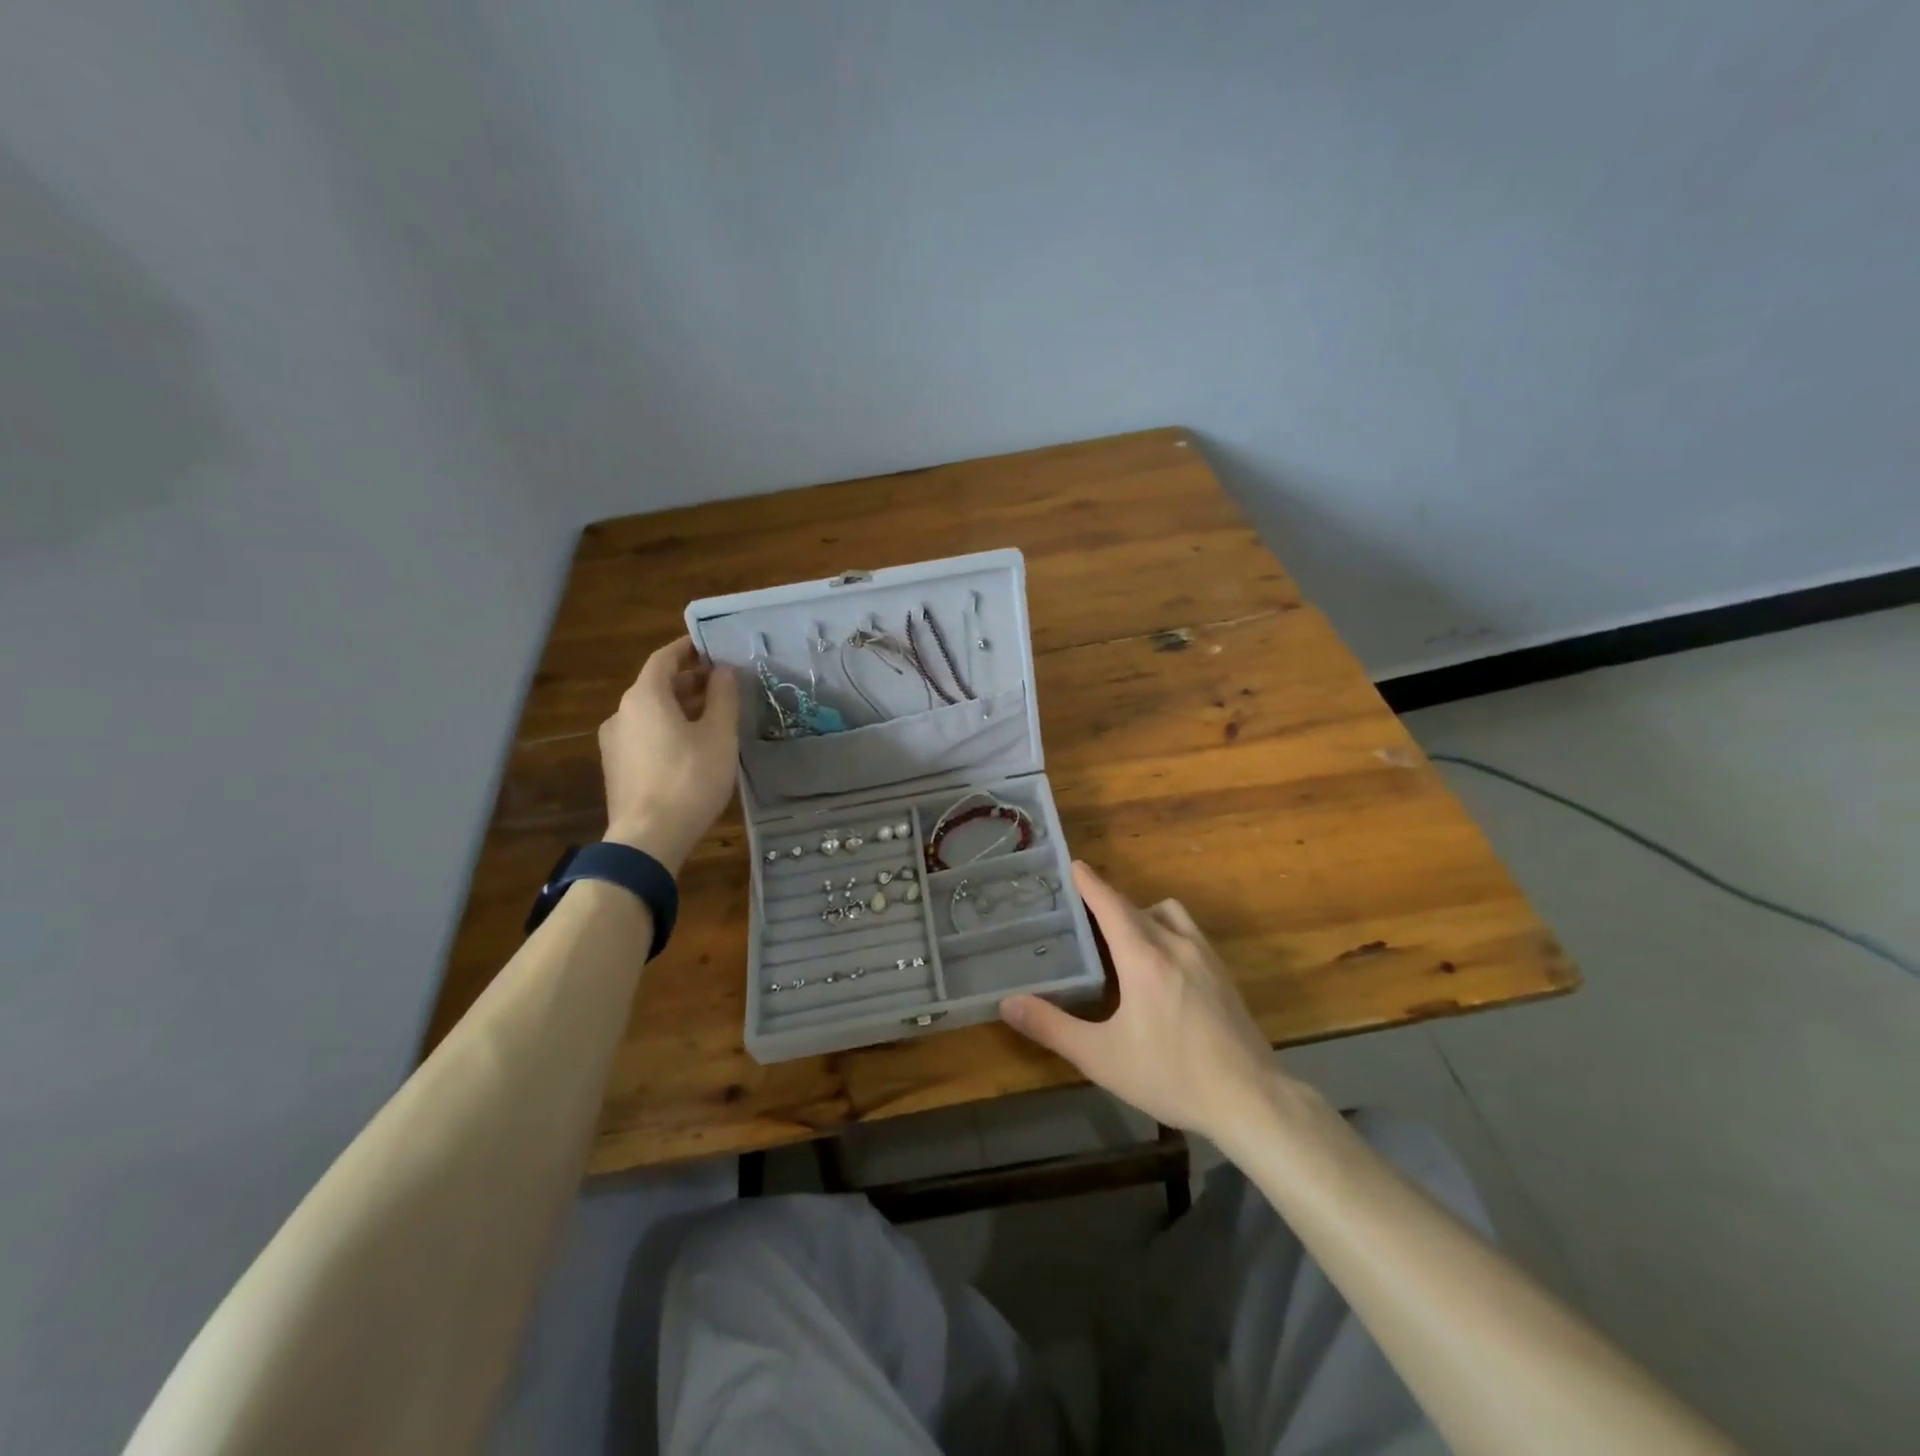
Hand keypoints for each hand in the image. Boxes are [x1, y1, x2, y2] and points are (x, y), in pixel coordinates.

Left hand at [599, 637, 740, 873]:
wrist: (648, 838)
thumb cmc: (689, 779)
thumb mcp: (719, 734)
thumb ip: (723, 696)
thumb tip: (723, 670)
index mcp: (644, 696)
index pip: (665, 658)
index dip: (689, 649)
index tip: (711, 647)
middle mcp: (622, 712)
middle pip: (656, 685)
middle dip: (689, 681)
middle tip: (721, 684)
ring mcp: (614, 742)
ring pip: (650, 713)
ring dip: (679, 707)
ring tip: (712, 717)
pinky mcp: (617, 768)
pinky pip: (645, 736)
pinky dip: (667, 729)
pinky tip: (691, 748)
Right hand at [1000, 862, 1286, 1142]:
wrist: (1251, 1099)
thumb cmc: (1170, 1075)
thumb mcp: (1102, 1057)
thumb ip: (1052, 1027)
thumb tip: (1007, 1004)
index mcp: (1144, 958)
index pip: (1112, 905)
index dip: (1091, 883)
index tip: (1074, 864)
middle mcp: (1176, 945)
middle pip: (1138, 907)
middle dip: (1110, 902)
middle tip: (1085, 910)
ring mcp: (1206, 958)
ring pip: (1170, 915)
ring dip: (1144, 914)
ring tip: (1126, 940)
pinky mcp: (1225, 975)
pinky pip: (1190, 934)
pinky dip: (1168, 932)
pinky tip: (1162, 968)